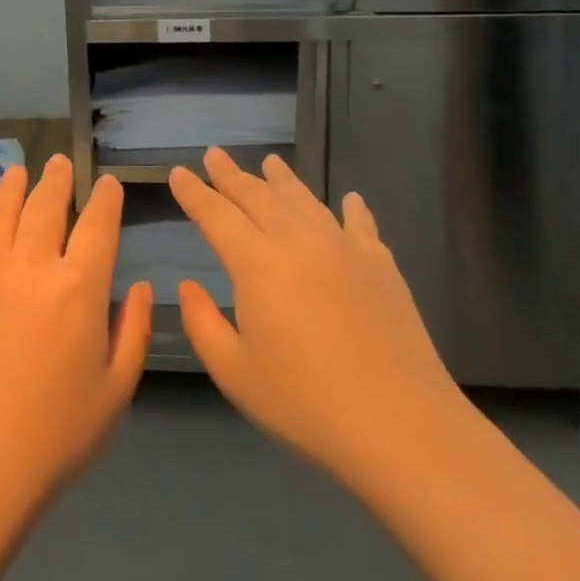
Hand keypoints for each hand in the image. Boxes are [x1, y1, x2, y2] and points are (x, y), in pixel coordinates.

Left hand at [0, 156, 152, 520]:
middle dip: (56, 180)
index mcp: (79, 286)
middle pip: (45, 206)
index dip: (105, 199)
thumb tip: (140, 286)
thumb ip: (133, 331)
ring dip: (10, 188)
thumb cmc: (54, 437)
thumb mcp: (115, 391)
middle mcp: (30, 264)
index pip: (97, 224)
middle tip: (58, 161)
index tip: (107, 183)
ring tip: (17, 170)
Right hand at [170, 150, 471, 492]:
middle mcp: (297, 241)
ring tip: (270, 162)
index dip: (194, 192)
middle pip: (257, 196)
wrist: (400, 425)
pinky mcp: (380, 264)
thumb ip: (202, 324)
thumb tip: (188, 286)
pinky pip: (359, 223)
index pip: (216, 214)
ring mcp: (343, 247)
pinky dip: (350, 207)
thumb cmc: (305, 403)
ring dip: (282, 179)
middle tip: (215, 155)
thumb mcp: (234, 373)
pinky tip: (349, 199)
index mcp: (256, 263)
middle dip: (231, 174)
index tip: (178, 172)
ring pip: (304, 200)